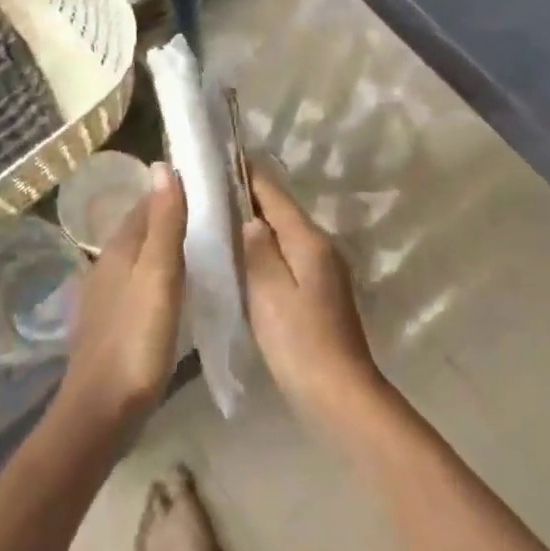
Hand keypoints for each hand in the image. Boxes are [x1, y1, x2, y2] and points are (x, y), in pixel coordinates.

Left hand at [58, 162, 186, 442]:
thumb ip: (164, 223)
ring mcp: (106, 296)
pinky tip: (178, 290)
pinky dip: (161, 275)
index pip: (147, 204)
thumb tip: (161, 166)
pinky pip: (140, 284)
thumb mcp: (158, 276)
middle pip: (142, 229)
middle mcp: (107, 265)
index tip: (209, 184)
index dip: (174, 191)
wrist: (101, 413)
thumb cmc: (136, 340)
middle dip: (172, 216)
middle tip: (216, 214)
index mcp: (118, 249)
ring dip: (167, 247)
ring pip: (141, 257)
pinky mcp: (112, 323)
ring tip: (204, 246)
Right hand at [241, 167, 385, 427]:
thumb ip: (258, 249)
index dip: (247, 173)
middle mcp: (320, 245)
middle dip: (248, 196)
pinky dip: (266, 247)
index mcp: (308, 239)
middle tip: (209, 187)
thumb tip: (249, 217)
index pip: (274, 192)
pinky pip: (288, 254)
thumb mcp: (269, 293)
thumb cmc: (300, 342)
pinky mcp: (319, 289)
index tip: (218, 156)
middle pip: (281, 209)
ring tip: (219, 215)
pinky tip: (244, 255)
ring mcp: (323, 268)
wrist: (340, 394)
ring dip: (256, 222)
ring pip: (284, 232)